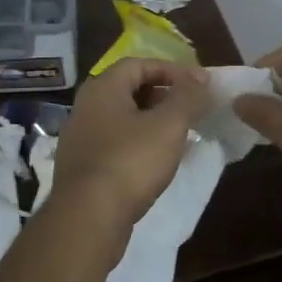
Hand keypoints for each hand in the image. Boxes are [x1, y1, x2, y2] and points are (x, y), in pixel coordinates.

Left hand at [51, 59, 212, 232]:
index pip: (139, 64)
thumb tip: (201, 77)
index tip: (200, 84)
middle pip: (129, 89)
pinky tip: (158, 161)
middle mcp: (85, 107)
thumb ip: (188, 97)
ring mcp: (80, 139)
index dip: (172, 70)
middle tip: (192, 108)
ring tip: (181, 135)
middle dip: (164, 95)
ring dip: (153, 121)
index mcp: (102, 88)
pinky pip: (116, 144)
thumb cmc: (130, 162)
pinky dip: (139, 143)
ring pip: (123, 119)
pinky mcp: (83, 167)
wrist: (88, 218)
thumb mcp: (169, 125)